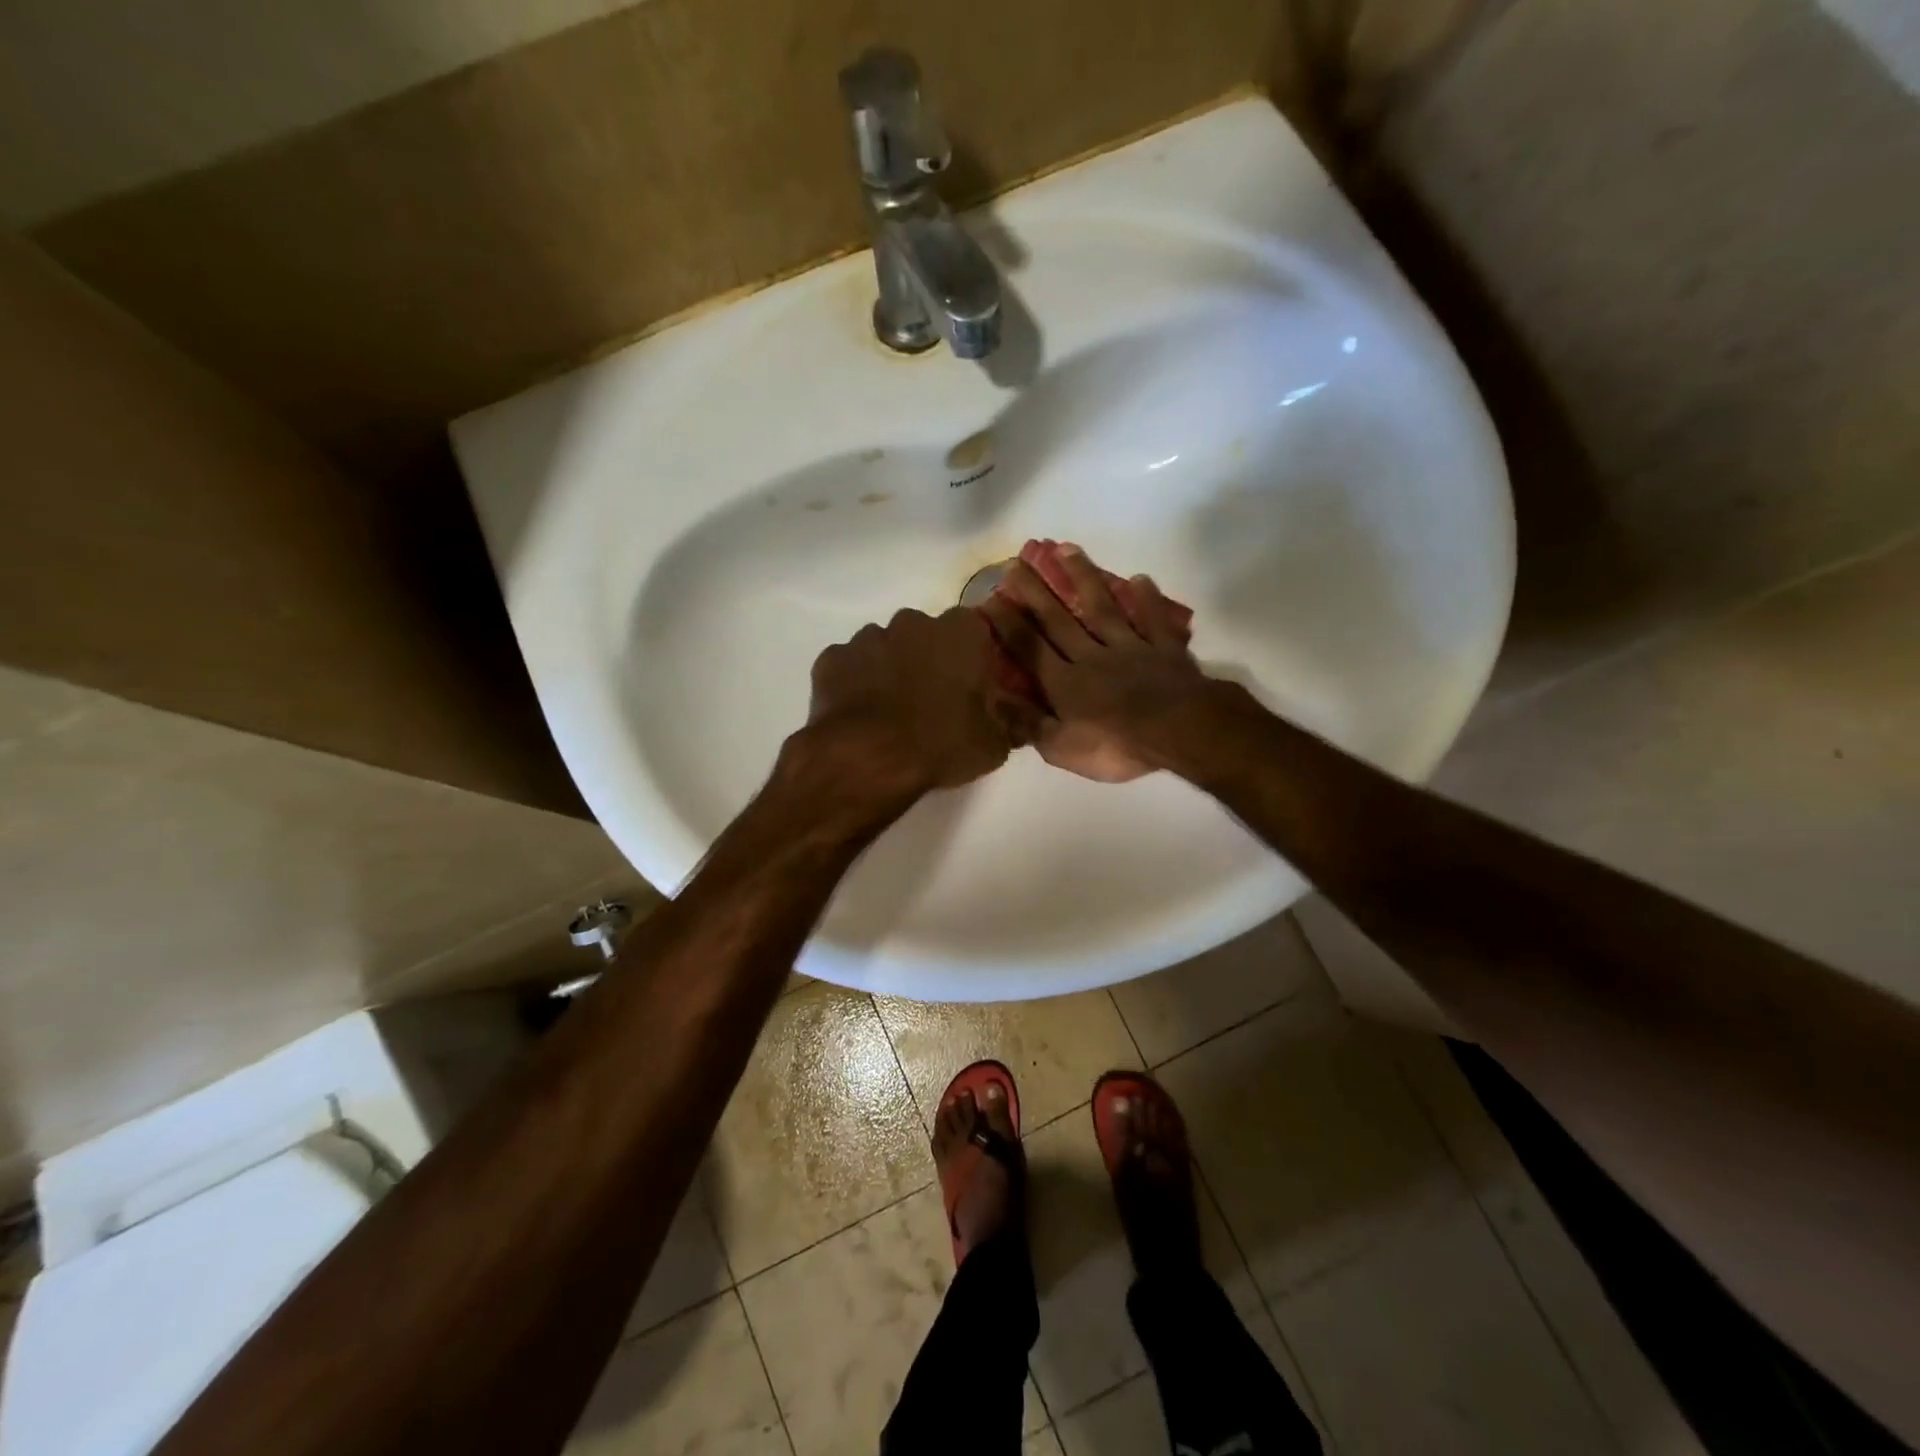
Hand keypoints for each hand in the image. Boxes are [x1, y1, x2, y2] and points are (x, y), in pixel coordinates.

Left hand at [795, 607, 1040, 804]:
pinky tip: (860, 714)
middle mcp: (913, 622)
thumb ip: (1009, 724)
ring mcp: (867, 637)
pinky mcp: (832, 659)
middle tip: (932, 701)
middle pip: (926, 635)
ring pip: (885, 647)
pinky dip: (855, 683)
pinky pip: (850, 666)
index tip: (971, 687)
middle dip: (929, 660)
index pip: (974, 632)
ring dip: (890, 669)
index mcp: (960, 632)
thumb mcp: (994, 745)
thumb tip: (1022, 721)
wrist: (867, 758)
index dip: (972, 659)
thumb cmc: (941, 743)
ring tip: (892, 711)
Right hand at [980, 545, 1213, 781]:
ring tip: (1067, 549)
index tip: (990, 598)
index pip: (1030, 648)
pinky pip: (1152, 620)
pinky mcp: (1164, 649)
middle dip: (1035, 592)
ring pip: (1102, 608)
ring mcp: (1130, 648)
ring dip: (1083, 578)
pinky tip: (1139, 579)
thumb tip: (994, 699)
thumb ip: (1028, 723)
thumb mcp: (1061, 749)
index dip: (1009, 625)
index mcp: (1064, 684)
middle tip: (1017, 562)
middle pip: (1059, 620)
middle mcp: (1091, 656)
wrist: (1180, 732)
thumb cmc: (1117, 746)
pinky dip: (1146, 599)